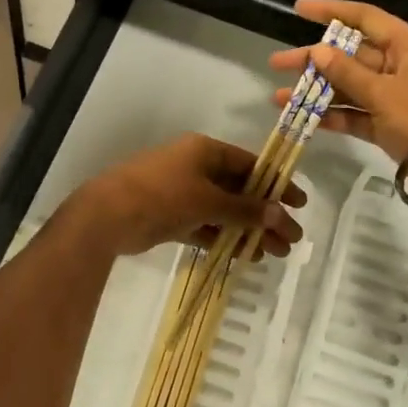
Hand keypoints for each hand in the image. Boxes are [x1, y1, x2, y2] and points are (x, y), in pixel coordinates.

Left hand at [70, 134, 305, 259]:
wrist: (107, 215)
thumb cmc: (162, 196)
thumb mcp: (208, 200)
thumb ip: (244, 209)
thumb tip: (280, 214)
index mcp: (204, 151)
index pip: (250, 164)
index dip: (276, 184)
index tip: (299, 205)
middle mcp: (194, 168)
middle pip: (239, 190)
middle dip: (265, 215)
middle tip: (292, 240)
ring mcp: (181, 193)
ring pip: (223, 212)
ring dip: (248, 231)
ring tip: (274, 254)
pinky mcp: (170, 217)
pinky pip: (205, 226)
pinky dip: (224, 238)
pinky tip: (245, 255)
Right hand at [268, 0, 407, 203]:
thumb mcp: (383, 92)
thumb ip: (347, 73)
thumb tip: (317, 51)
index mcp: (406, 46)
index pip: (364, 18)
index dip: (330, 11)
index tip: (298, 9)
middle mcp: (399, 66)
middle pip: (349, 55)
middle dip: (313, 60)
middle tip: (277, 63)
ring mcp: (393, 96)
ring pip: (348, 87)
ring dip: (316, 92)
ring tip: (279, 98)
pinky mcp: (388, 124)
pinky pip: (355, 114)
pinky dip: (332, 116)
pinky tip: (303, 119)